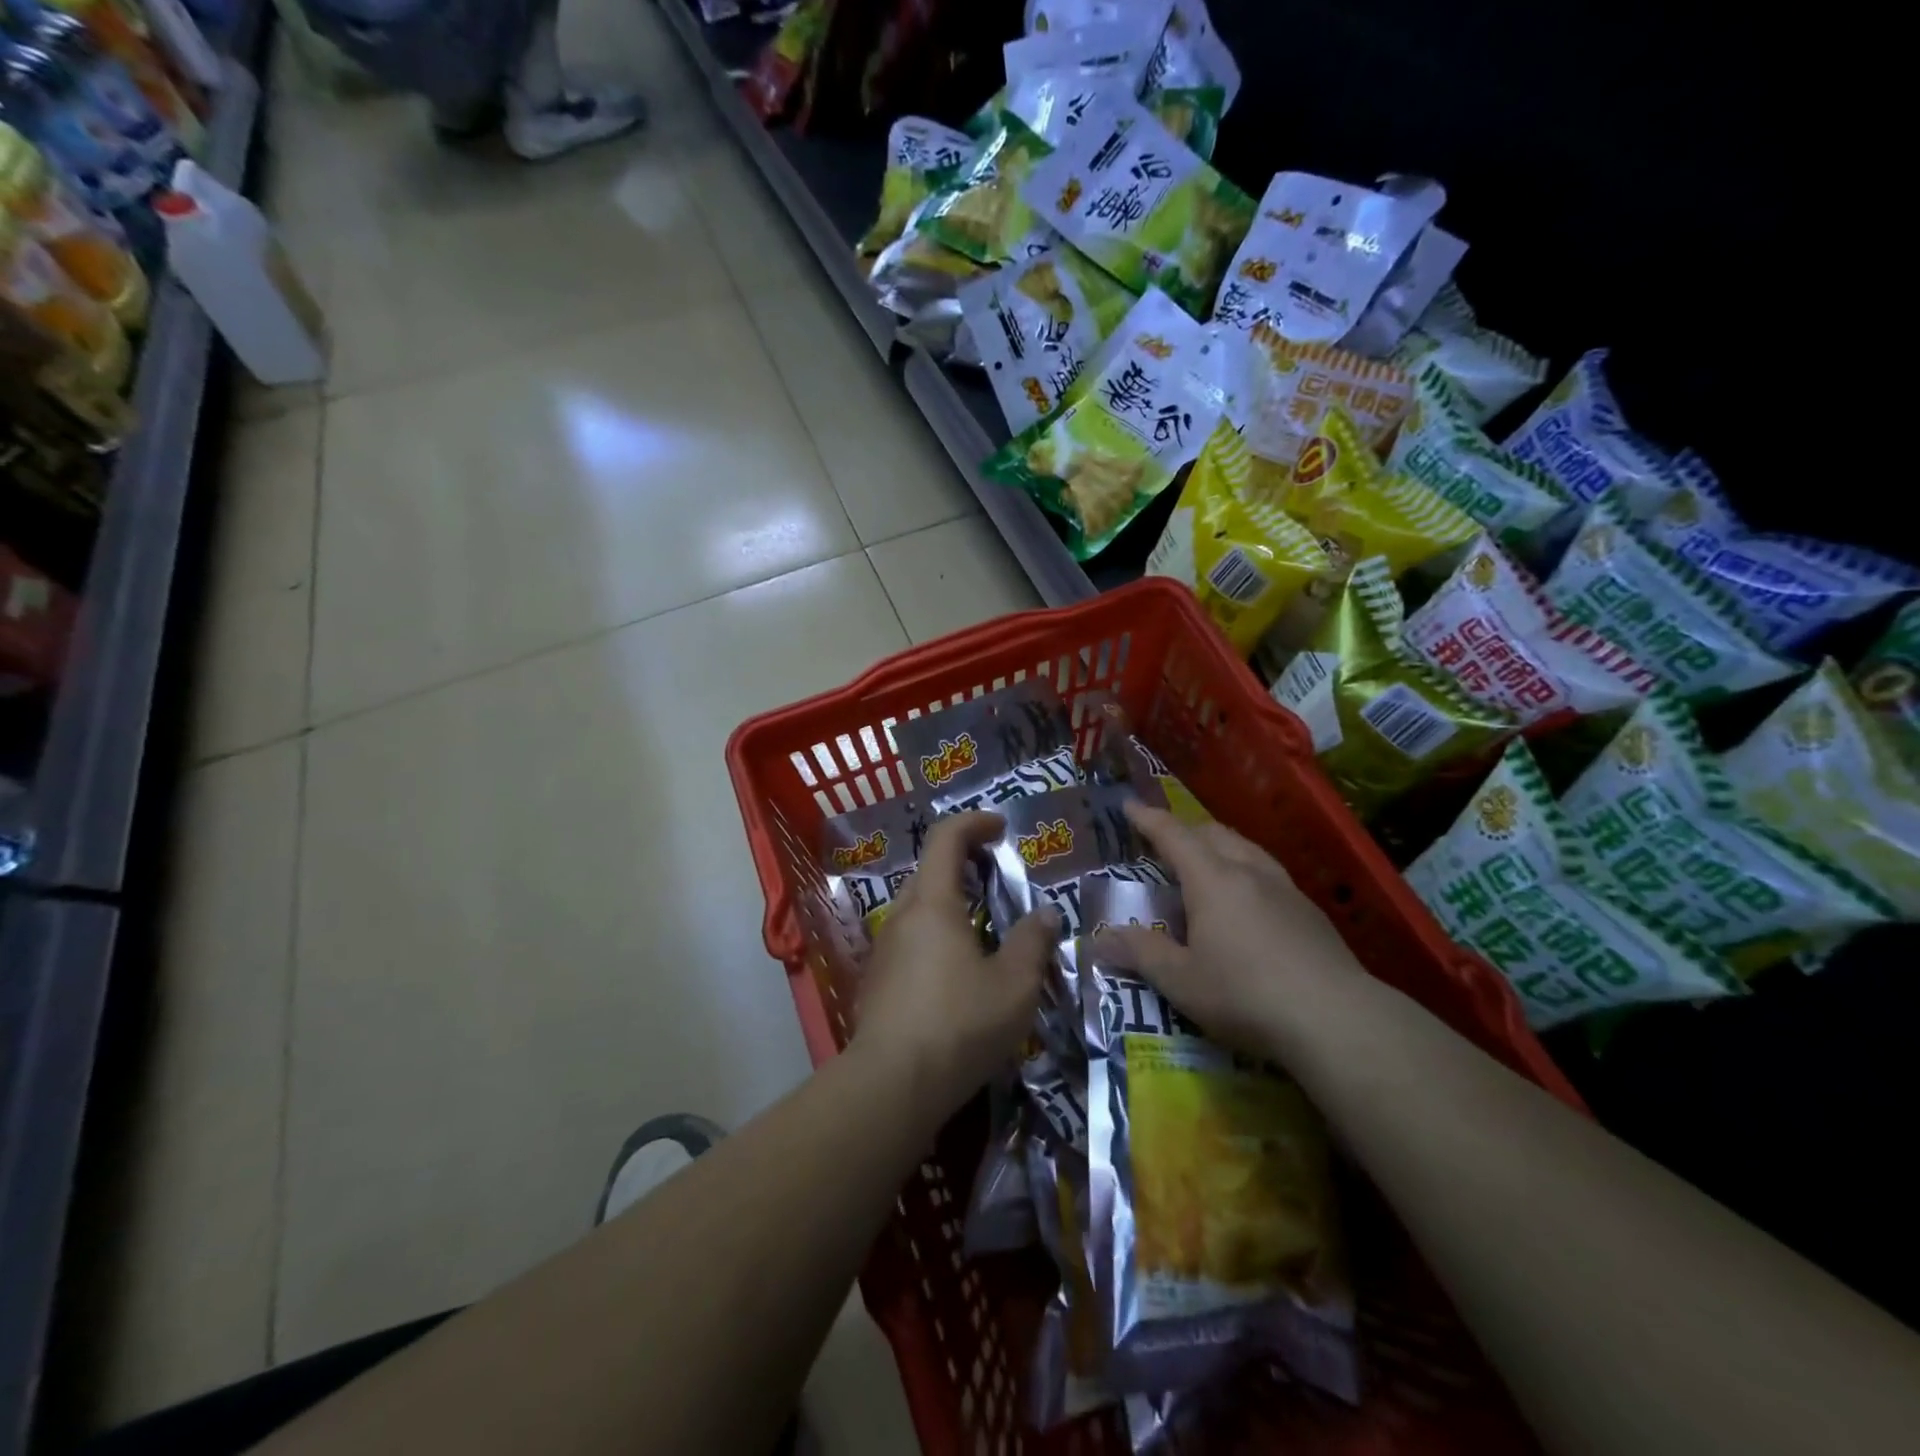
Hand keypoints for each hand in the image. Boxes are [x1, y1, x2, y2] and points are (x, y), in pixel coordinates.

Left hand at [852, 811, 1057, 1114]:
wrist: (891, 1086)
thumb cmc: (959, 1024)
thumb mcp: (1014, 985)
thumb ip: (1033, 942)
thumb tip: (1046, 914)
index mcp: (932, 904)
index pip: (946, 838)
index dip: (974, 822)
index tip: (1002, 827)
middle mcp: (901, 917)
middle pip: (930, 872)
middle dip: (966, 865)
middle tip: (1000, 880)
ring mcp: (884, 951)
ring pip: (920, 910)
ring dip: (952, 905)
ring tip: (987, 930)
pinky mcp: (877, 982)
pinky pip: (912, 942)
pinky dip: (938, 937)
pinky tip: (959, 974)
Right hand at [1094, 800, 1365, 1055]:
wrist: (1337, 1019)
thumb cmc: (1246, 994)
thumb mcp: (1180, 981)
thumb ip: (1140, 954)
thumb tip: (1098, 939)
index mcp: (1212, 879)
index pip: (1173, 835)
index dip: (1148, 819)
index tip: (1128, 805)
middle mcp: (1249, 872)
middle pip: (1213, 833)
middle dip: (1185, 831)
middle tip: (1164, 844)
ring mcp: (1286, 889)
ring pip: (1246, 850)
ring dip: (1219, 848)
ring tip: (1206, 866)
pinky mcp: (1311, 913)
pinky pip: (1268, 874)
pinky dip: (1245, 872)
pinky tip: (1249, 903)